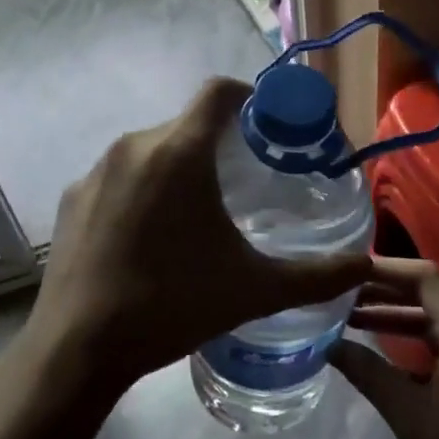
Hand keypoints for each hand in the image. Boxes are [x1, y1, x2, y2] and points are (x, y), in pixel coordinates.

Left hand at [28, 78, 370, 400]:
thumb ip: (316, 276)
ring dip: (177, 170)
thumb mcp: (255, 289)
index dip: (249, 97)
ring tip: (195, 217)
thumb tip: (364, 266)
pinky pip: (118, 178)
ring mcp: (96, 171)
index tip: (267, 125)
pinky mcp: (73, 198)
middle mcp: (134, 146)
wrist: (80, 346)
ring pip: (150, 151)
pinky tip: (148, 240)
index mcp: (180, 151)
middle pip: (186, 125)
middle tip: (242, 184)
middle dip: (216, 145)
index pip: (219, 91)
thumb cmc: (174, 304)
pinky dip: (140, 193)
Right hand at [329, 258, 438, 438]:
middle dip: (384, 293)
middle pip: (429, 298)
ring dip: (395, 320)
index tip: (345, 273)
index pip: (424, 279)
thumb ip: (369, 372)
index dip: (384, 270)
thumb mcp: (409, 416)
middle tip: (339, 294)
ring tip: (349, 320)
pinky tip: (379, 358)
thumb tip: (329, 344)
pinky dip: (410, 346)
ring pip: (434, 325)